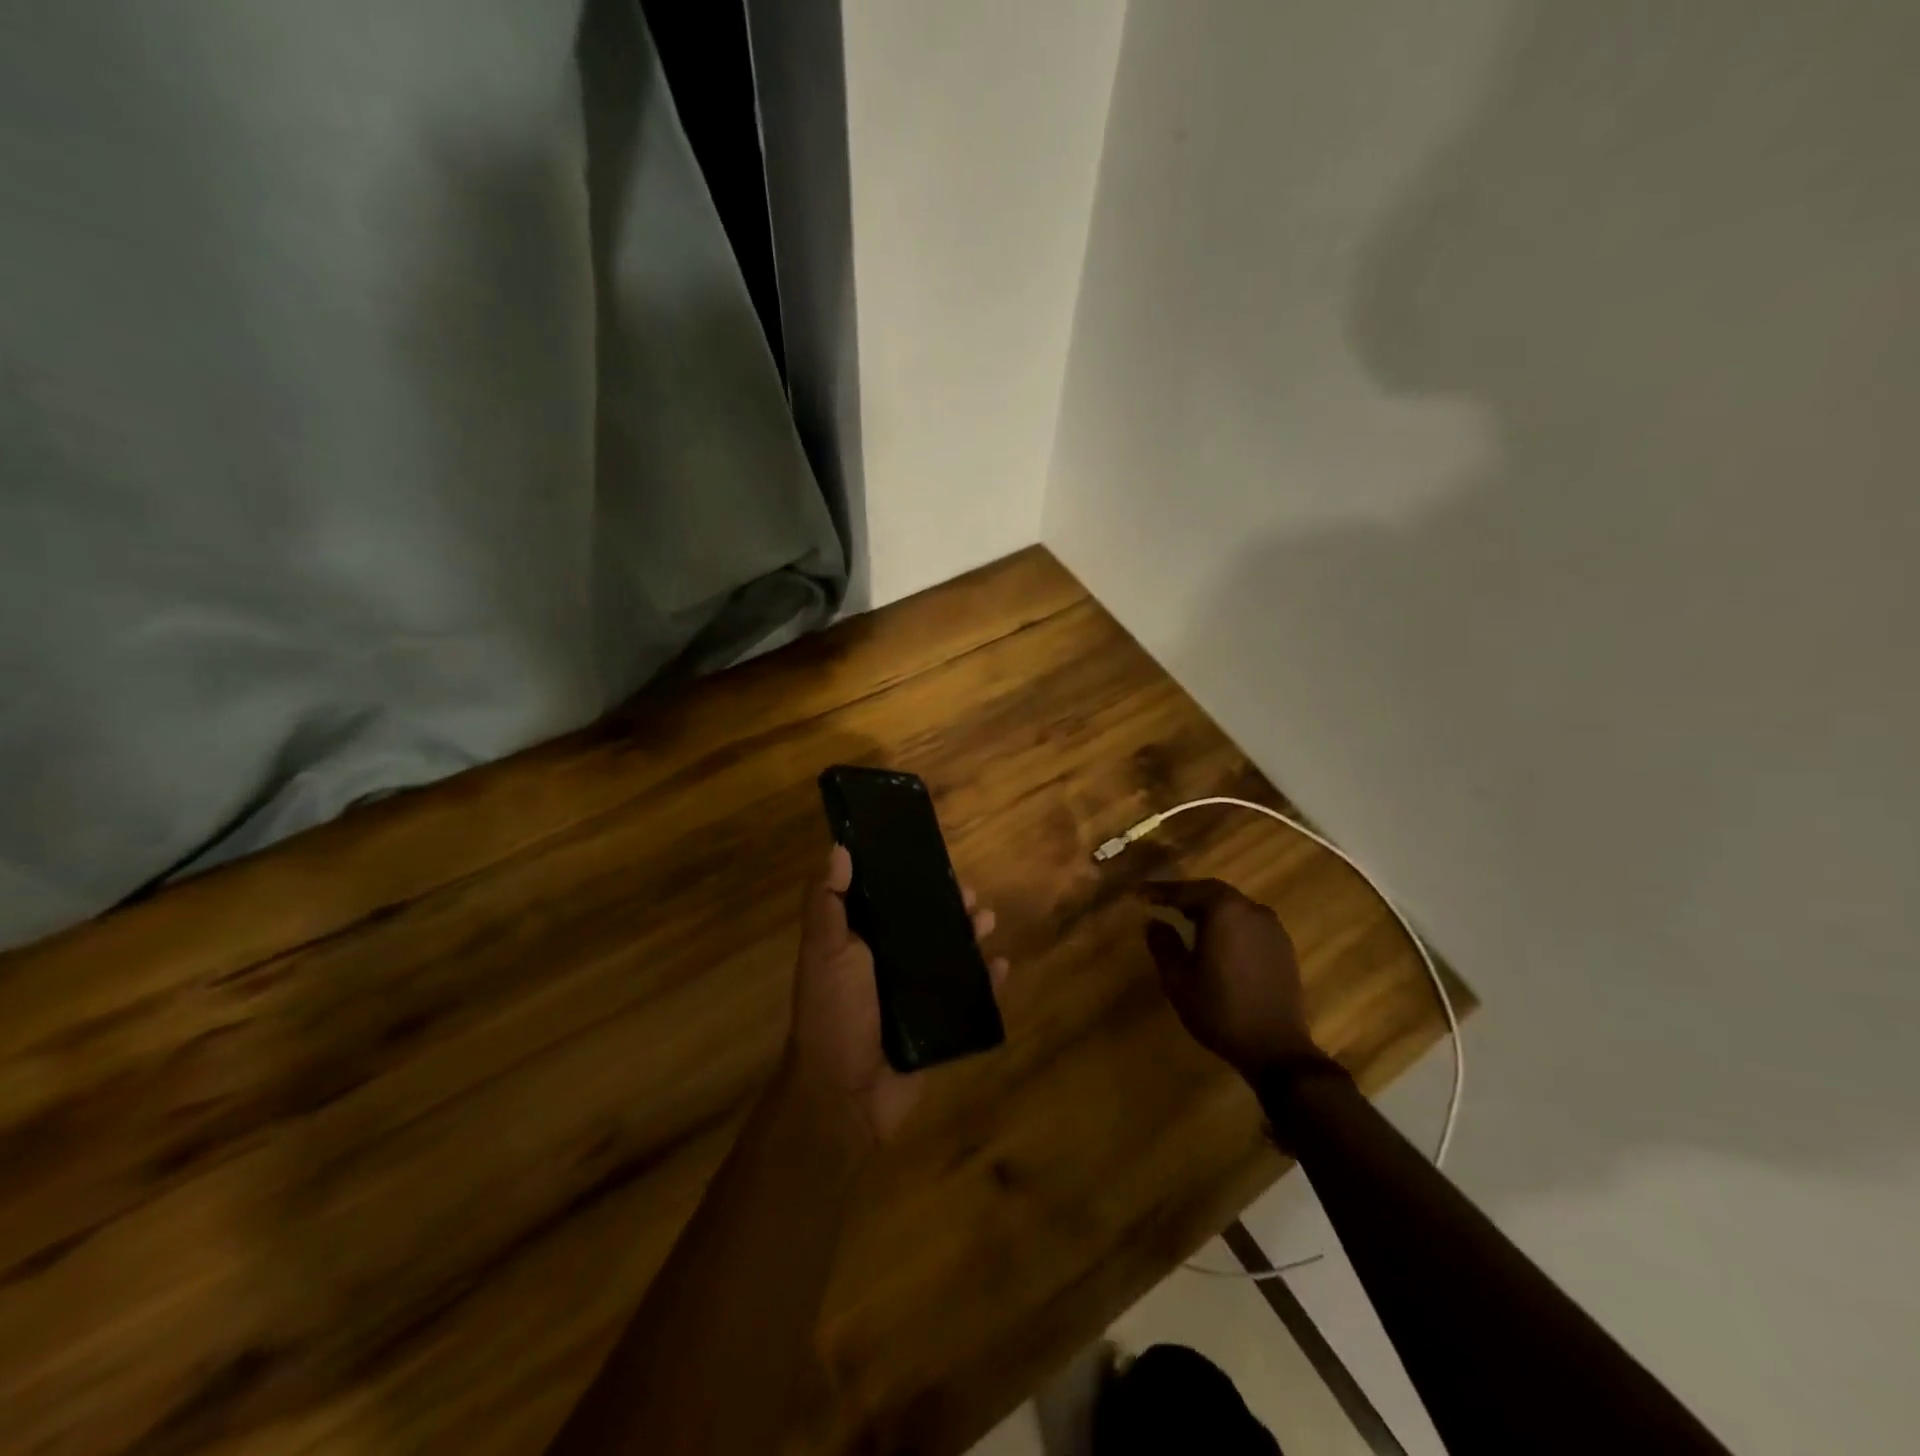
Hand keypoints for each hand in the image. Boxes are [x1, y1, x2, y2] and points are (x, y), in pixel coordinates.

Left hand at [785, 845, 1008, 1149]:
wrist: (845, 1094)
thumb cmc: (833, 1012)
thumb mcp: (823, 951)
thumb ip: (827, 902)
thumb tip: (838, 848)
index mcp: (859, 943)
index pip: (887, 901)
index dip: (908, 879)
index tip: (930, 858)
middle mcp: (887, 965)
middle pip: (925, 926)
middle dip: (950, 906)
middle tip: (971, 894)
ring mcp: (915, 997)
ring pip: (951, 957)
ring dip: (972, 935)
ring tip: (988, 920)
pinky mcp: (938, 1026)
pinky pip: (970, 998)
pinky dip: (988, 981)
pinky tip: (1002, 965)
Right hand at [1142, 879, 1319, 1078]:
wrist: (1276, 1049)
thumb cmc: (1219, 1010)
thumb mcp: (1178, 979)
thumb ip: (1163, 944)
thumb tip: (1155, 922)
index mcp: (1224, 911)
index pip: (1186, 891)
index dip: (1160, 892)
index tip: (1139, 893)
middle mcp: (1251, 910)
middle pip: (1213, 892)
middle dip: (1186, 896)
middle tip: (1162, 902)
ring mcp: (1272, 928)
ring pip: (1233, 907)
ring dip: (1209, 909)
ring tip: (1186, 918)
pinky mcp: (1283, 947)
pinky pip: (1248, 923)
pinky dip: (1228, 924)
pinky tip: (1217, 940)